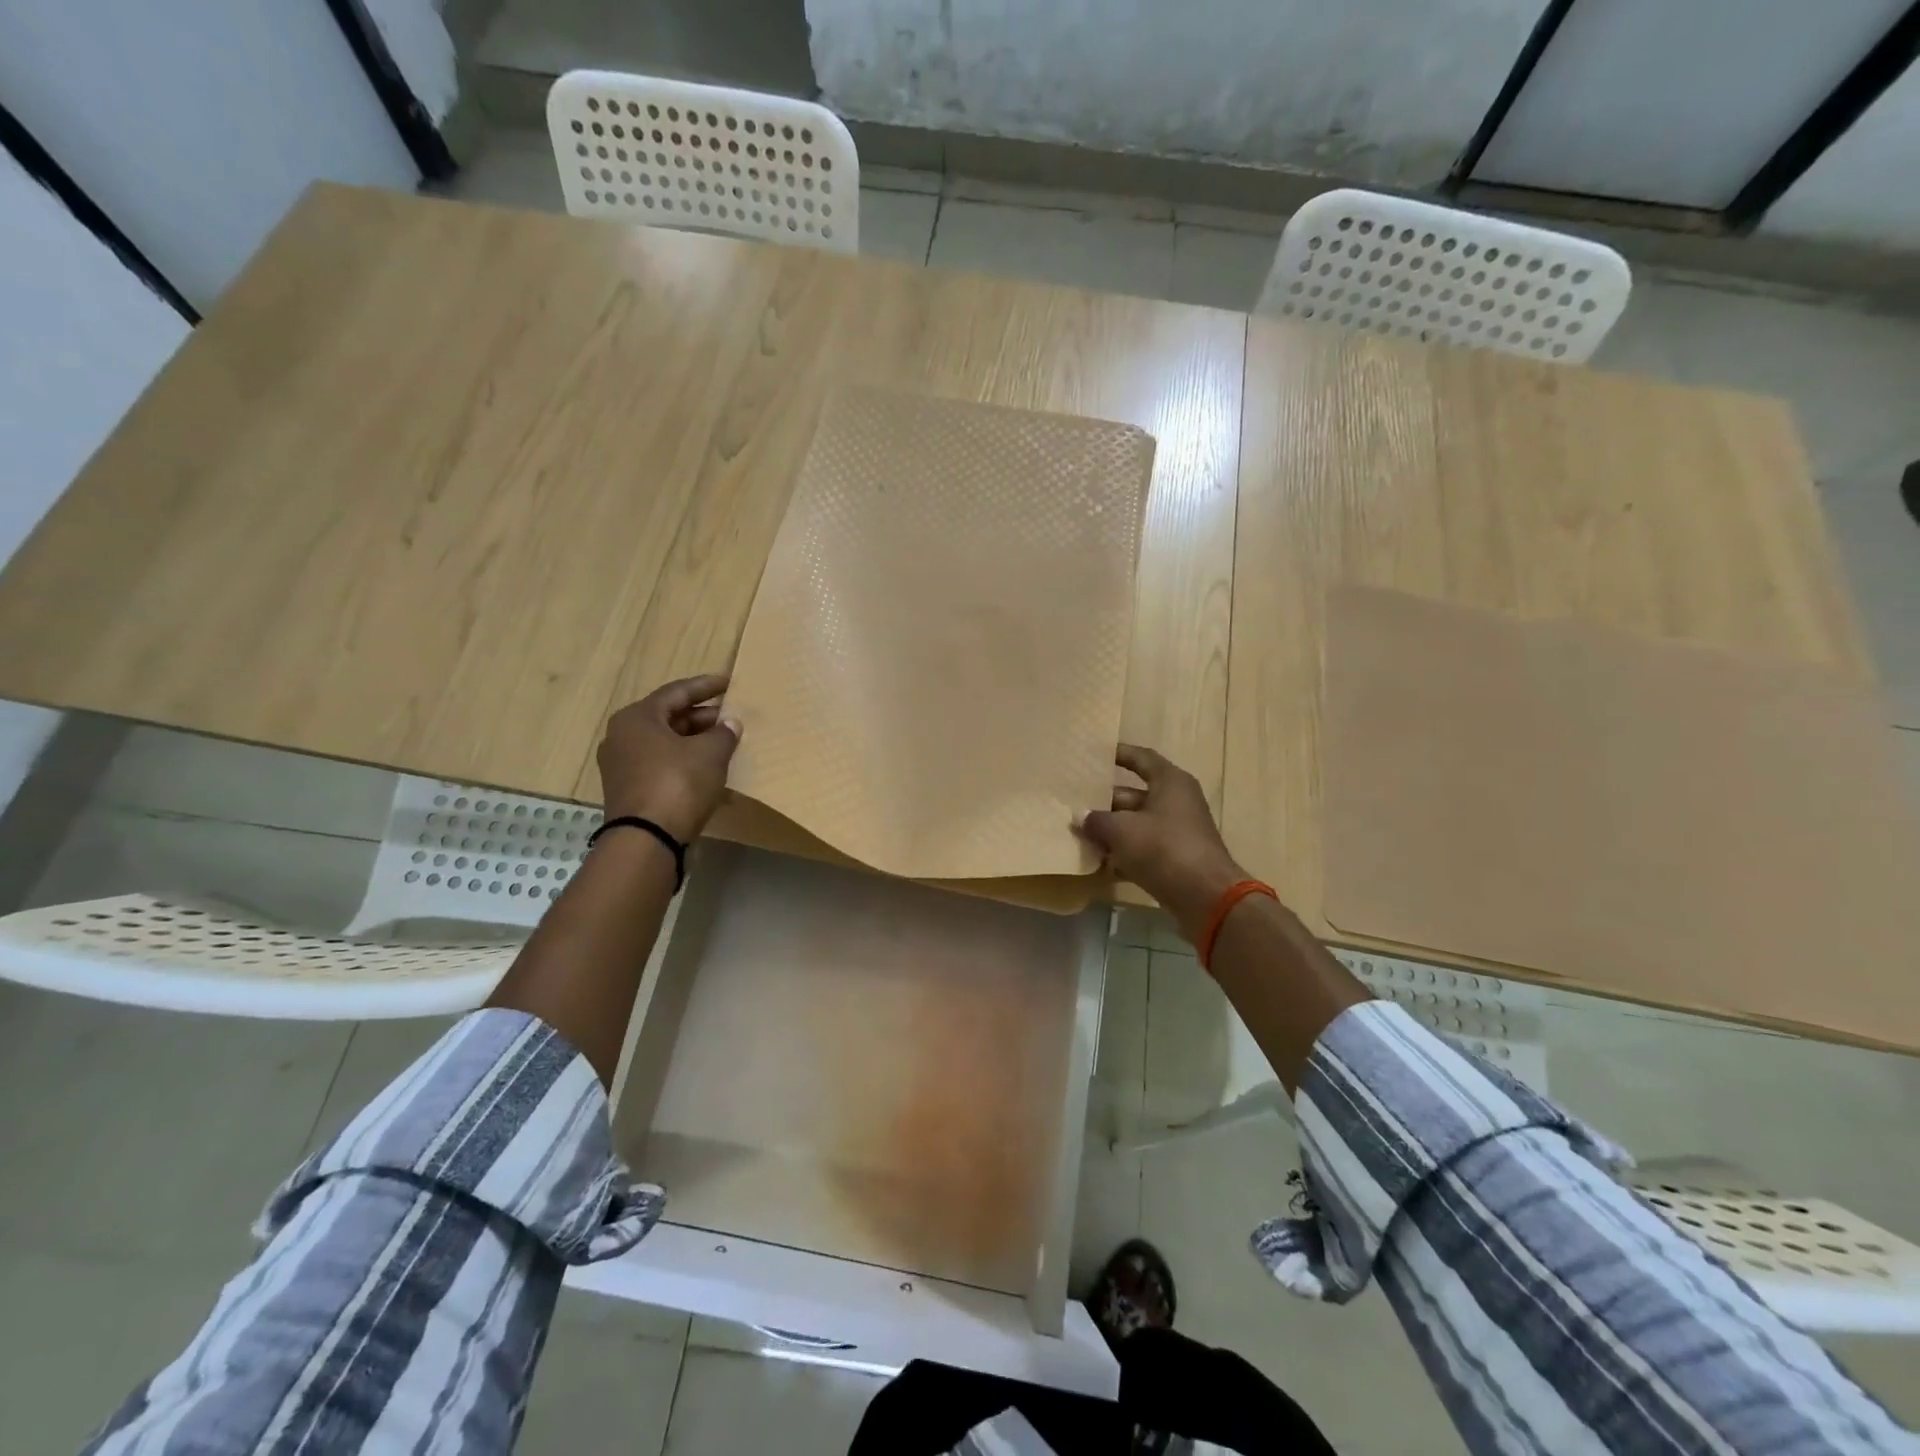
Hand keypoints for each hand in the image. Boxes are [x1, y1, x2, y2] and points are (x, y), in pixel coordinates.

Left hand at [597, 674, 741, 842]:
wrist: (647, 840)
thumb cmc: (678, 784)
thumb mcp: (710, 754)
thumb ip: (724, 734)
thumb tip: (730, 724)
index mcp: (637, 717)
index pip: (677, 692)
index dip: (707, 686)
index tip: (730, 683)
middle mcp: (623, 737)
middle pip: (670, 718)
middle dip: (704, 718)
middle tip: (732, 718)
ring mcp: (623, 766)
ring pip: (667, 745)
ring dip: (697, 744)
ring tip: (727, 745)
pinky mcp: (630, 791)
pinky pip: (664, 768)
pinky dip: (687, 766)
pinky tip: (713, 775)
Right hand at [1075, 745, 1248, 938]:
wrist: (1205, 897)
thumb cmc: (1163, 848)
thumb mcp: (1121, 830)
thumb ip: (1096, 820)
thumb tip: (1081, 817)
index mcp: (1170, 782)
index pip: (1141, 759)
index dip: (1119, 754)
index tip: (1095, 755)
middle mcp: (1176, 802)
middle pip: (1133, 795)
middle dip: (1104, 802)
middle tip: (1074, 805)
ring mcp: (1177, 832)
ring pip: (1136, 825)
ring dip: (1111, 831)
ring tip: (1079, 835)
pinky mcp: (1175, 859)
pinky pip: (1143, 849)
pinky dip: (1123, 855)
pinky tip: (1098, 864)